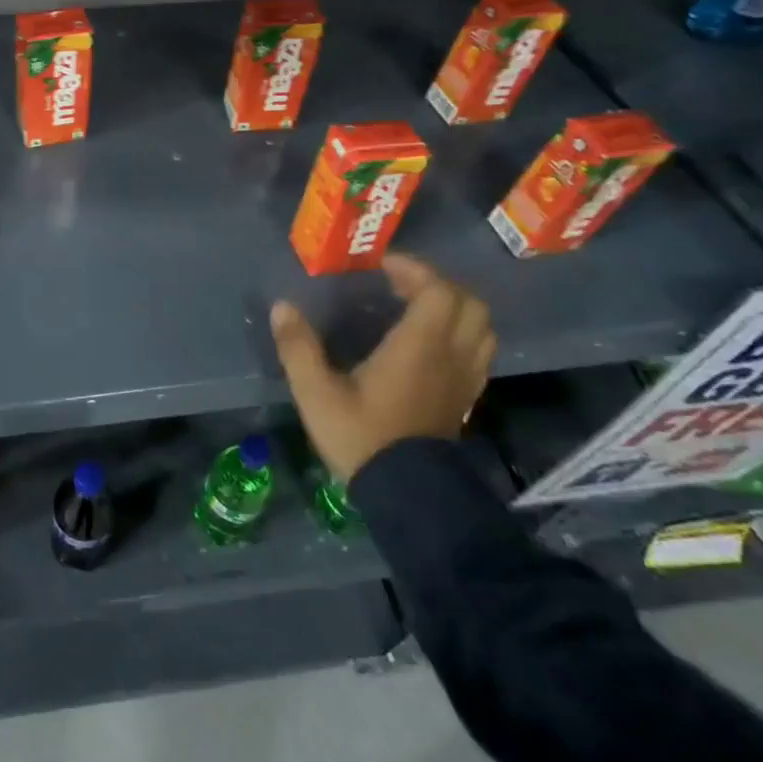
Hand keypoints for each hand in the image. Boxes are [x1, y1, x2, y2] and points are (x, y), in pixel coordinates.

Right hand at [271, 253, 495, 480]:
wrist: (407, 495)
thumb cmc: (362, 437)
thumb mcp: (316, 392)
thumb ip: (298, 347)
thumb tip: (282, 307)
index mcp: (419, 347)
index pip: (437, 290)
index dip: (414, 269)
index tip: (382, 265)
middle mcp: (450, 356)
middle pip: (469, 303)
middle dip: (437, 283)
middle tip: (401, 283)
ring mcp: (464, 379)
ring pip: (481, 328)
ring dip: (454, 308)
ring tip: (417, 308)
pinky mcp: (465, 398)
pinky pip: (477, 352)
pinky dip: (460, 334)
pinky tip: (428, 344)